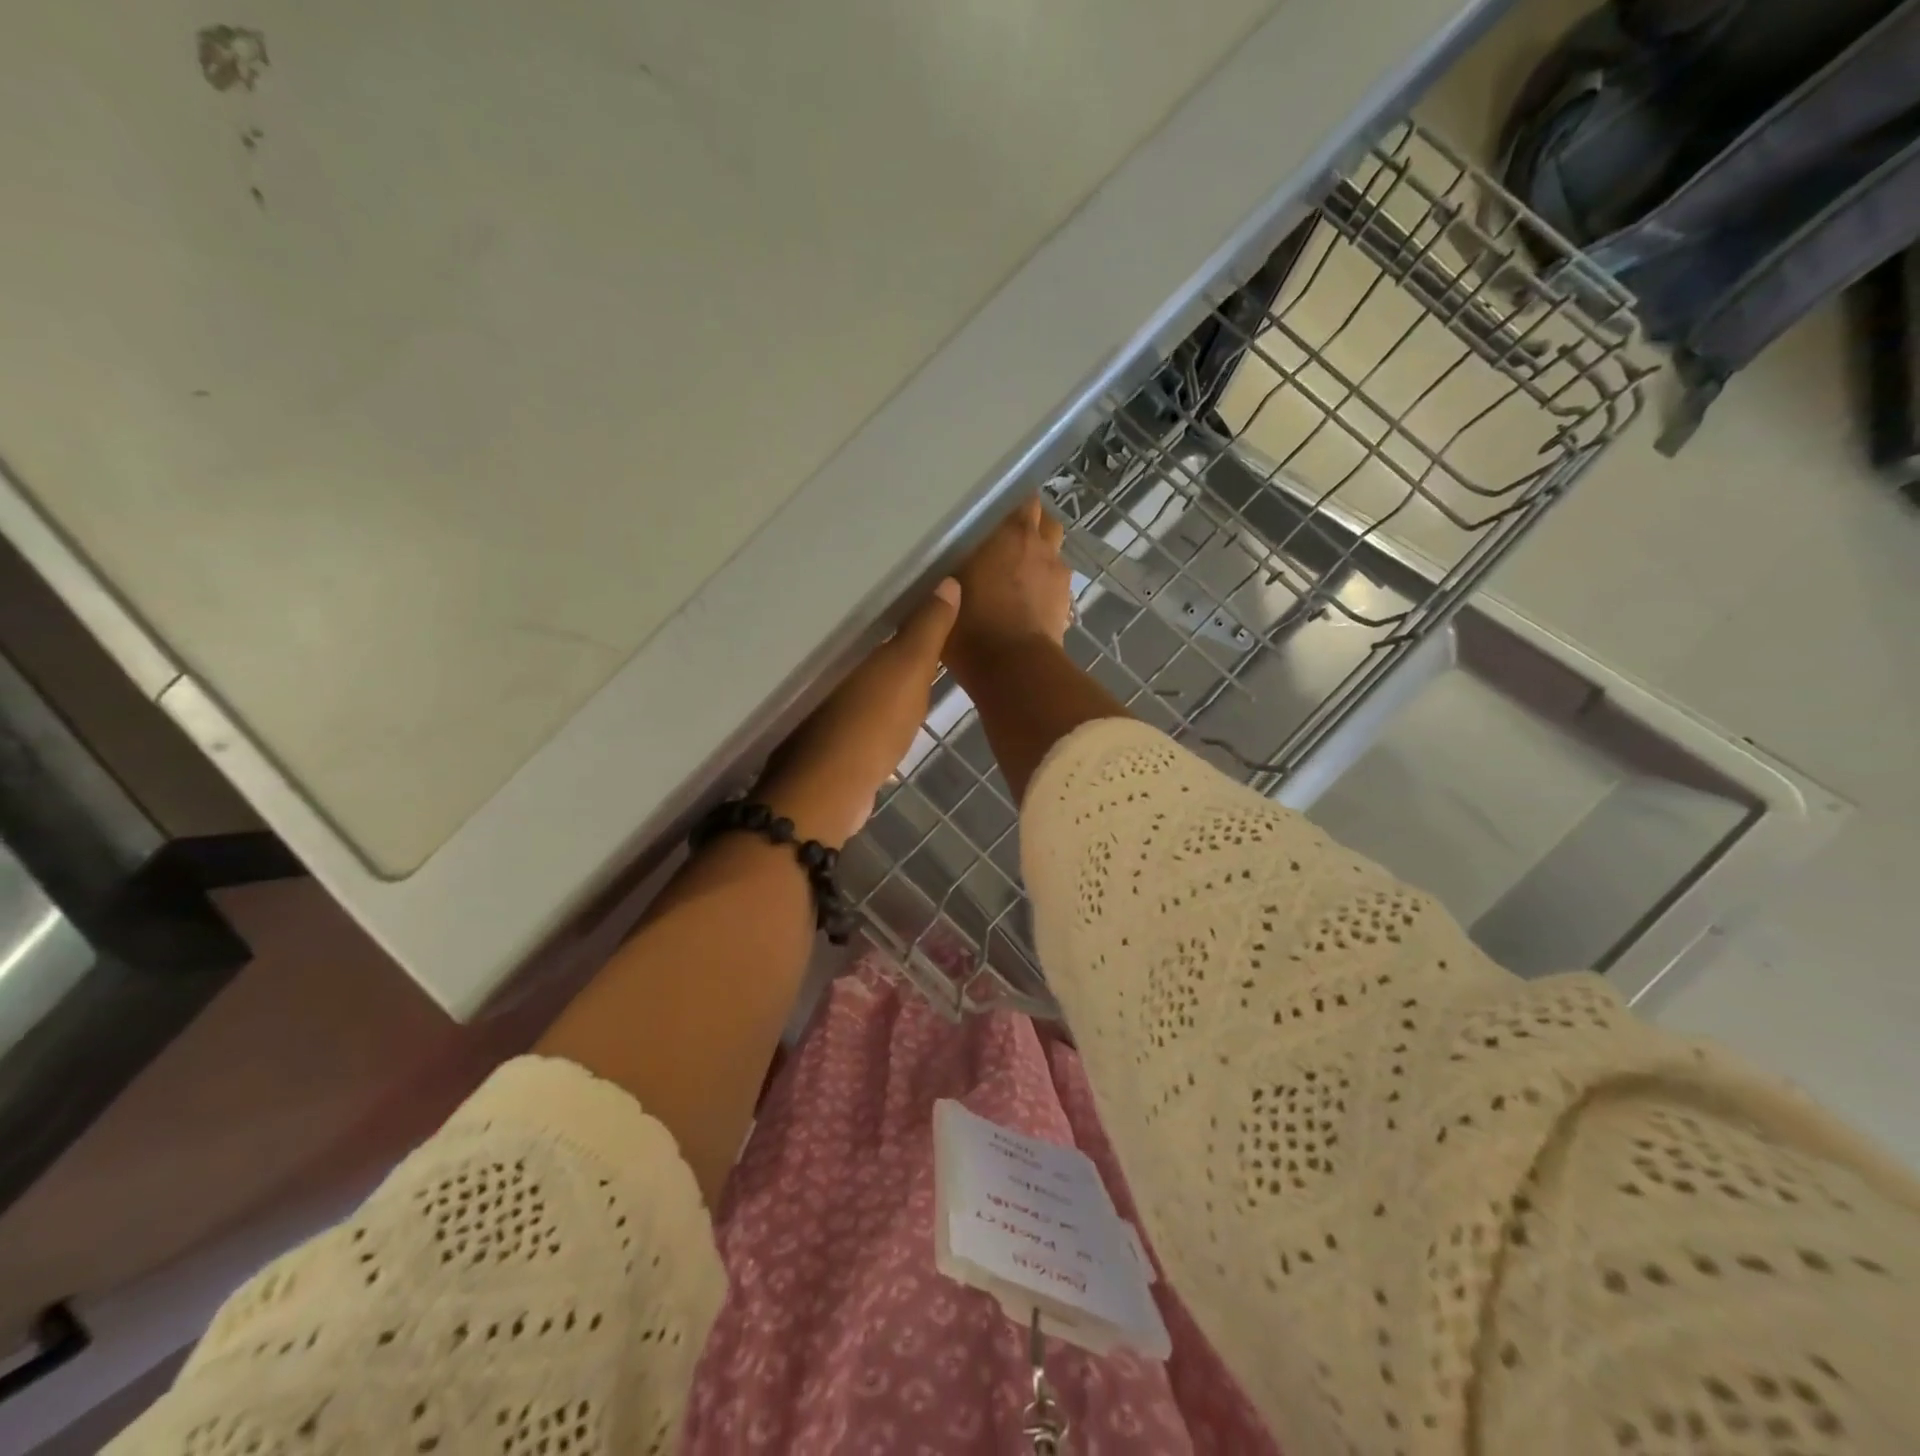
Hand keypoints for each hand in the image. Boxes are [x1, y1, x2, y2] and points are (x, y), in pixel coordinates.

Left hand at [757, 579, 960, 846]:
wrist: (831, 791)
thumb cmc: (870, 723)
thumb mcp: (909, 670)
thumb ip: (928, 628)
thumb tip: (948, 581)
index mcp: (840, 643)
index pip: (867, 609)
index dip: (893, 598)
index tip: (918, 584)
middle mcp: (823, 666)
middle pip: (861, 642)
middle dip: (885, 633)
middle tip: (921, 618)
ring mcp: (820, 702)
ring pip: (857, 676)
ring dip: (878, 671)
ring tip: (910, 658)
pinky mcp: (825, 733)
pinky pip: (855, 707)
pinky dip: (871, 703)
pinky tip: (889, 705)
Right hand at [944, 496, 1073, 687]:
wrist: (1013, 668)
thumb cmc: (971, 624)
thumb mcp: (943, 590)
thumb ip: (948, 565)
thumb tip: (944, 556)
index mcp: (1010, 532)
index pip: (1019, 497)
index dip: (1008, 504)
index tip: (991, 512)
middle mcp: (1040, 545)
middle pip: (1044, 520)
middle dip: (1030, 526)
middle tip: (1005, 541)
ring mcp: (1057, 575)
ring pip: (1053, 551)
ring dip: (1040, 555)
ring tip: (1019, 571)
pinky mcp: (1065, 604)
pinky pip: (1055, 583)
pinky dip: (1044, 585)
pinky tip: (1028, 600)